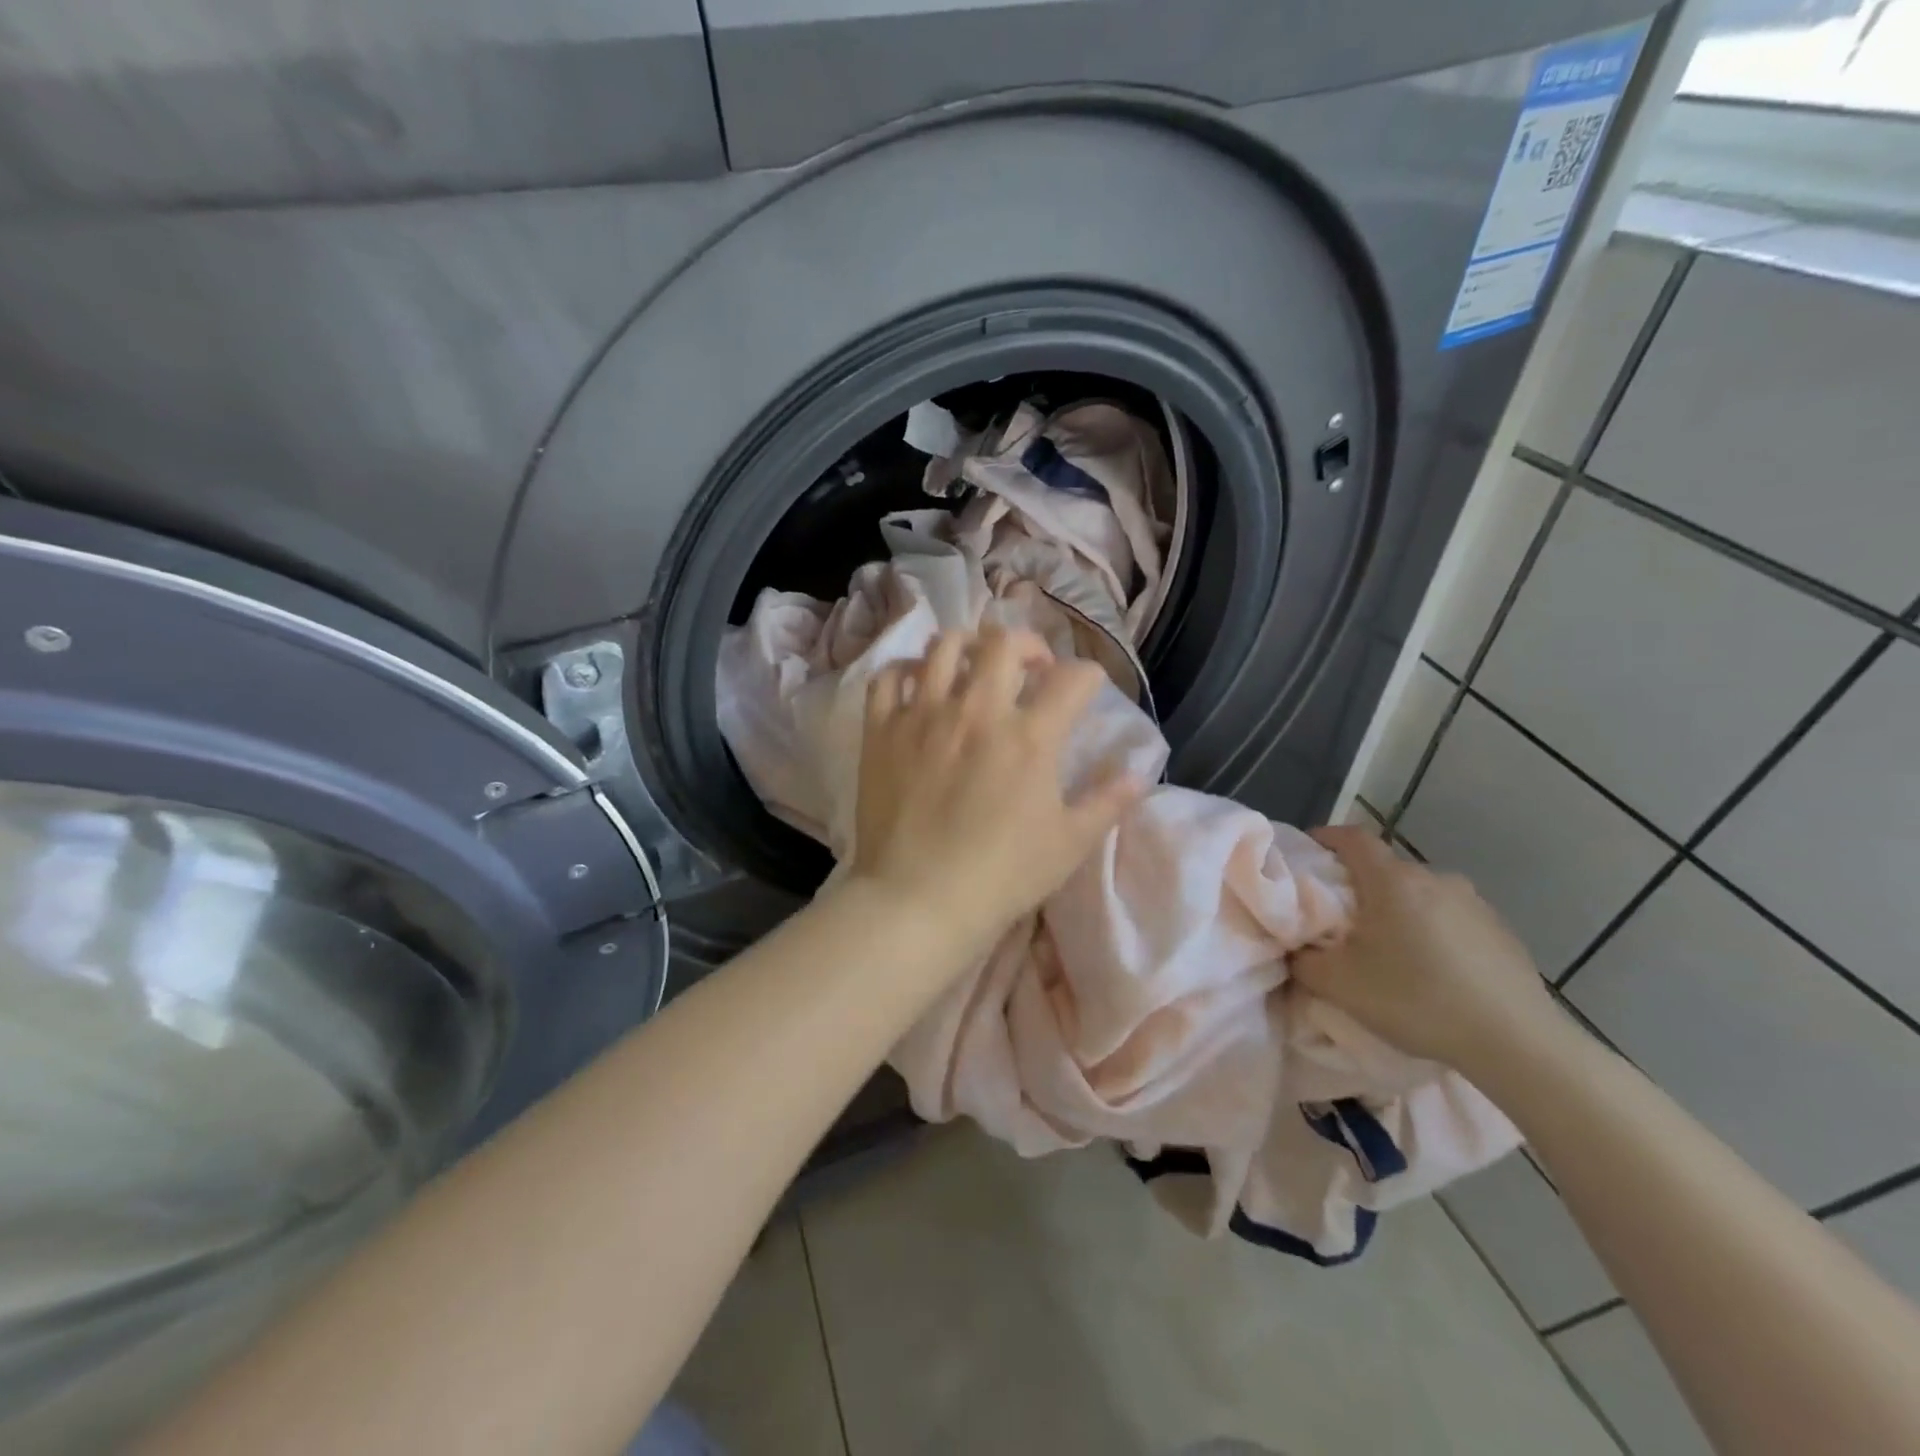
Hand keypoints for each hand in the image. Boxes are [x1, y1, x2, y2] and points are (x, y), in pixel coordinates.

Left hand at [846, 628, 1143, 946]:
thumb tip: (1138, 773)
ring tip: (973, 667)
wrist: (919, 899)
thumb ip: (1107, 801)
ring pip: (944, 647)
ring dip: (967, 646)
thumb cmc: (1002, 875)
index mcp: (1030, 736)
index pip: (1073, 679)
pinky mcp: (882, 730)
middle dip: (1027, 645)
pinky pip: (889, 677)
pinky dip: (905, 671)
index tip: (1085, 690)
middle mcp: (978, 711)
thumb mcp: (1070, 844)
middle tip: (1030, 668)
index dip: (1088, 677)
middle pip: (1004, 643)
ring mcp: (924, 715)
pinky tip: (917, 684)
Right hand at [1290, 826, 1564, 1073]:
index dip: (1326, 837)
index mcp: (1392, 881)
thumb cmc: (1417, 1000)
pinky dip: (1434, 932)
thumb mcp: (1338, 985)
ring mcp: (1474, 903)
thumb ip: (1302, 959)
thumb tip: (1294, 948)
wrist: (1517, 1043)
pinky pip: (1452, 918)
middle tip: (1344, 922)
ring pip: (1420, 895)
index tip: (1308, 853)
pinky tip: (1436, 972)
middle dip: (1360, 887)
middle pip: (1385, 869)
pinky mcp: (1502, 931)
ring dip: (1400, 911)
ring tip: (1393, 952)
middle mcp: (1434, 878)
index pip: (1352, 837)